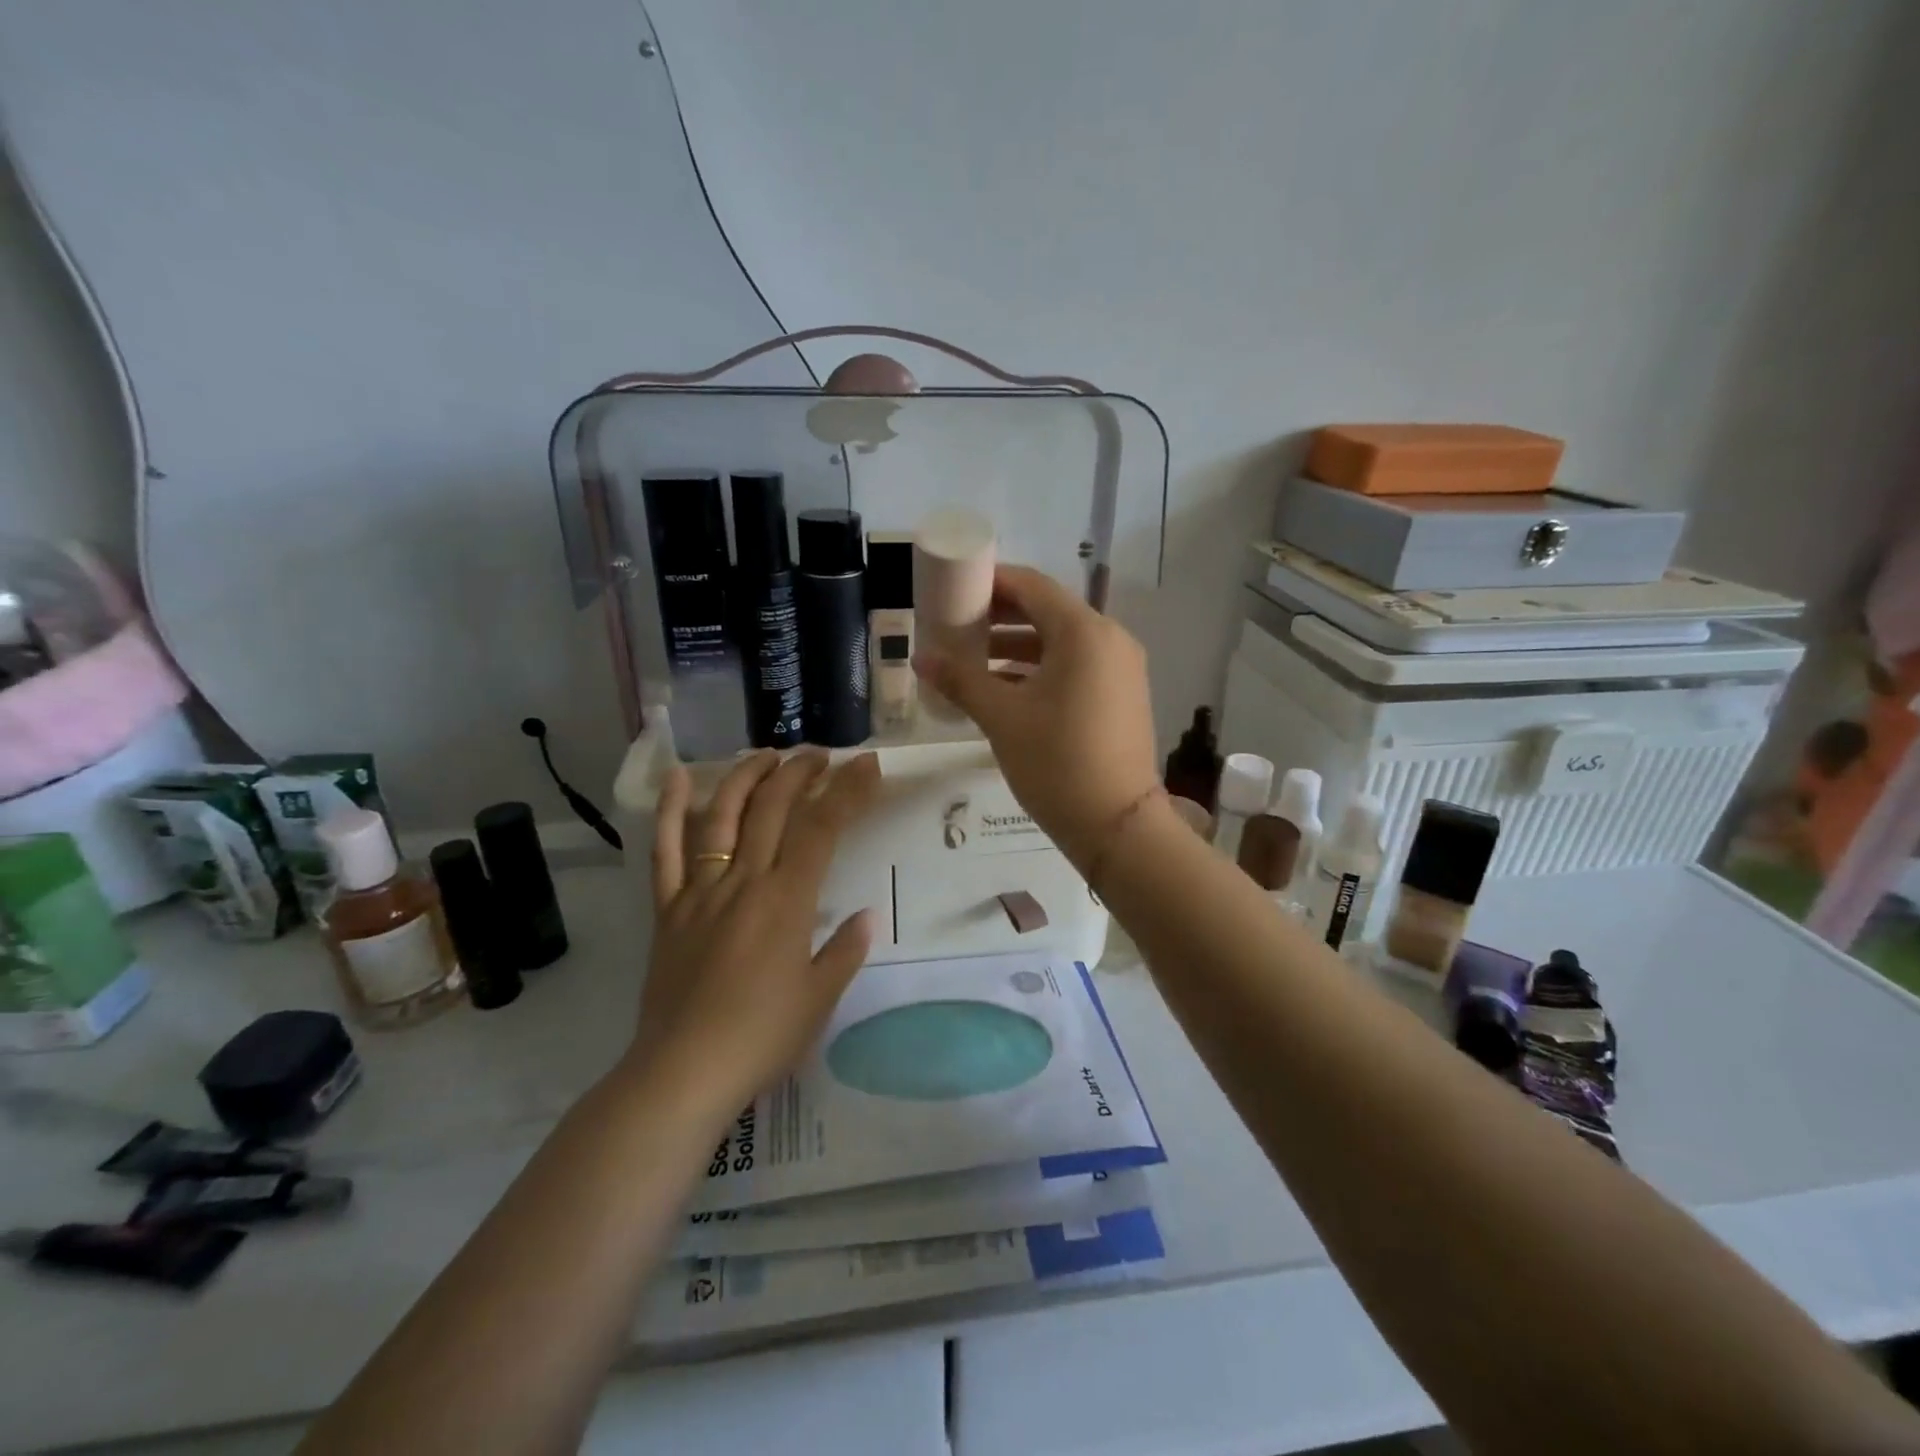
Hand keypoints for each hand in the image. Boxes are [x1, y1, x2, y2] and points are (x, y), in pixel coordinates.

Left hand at [634, 749, 881, 1110]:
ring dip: (746, 776)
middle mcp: (744, 881)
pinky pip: (665, 851)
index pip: (822, 827)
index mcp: (787, 900)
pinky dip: (669, 811)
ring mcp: (700, 890)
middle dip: (800, 772)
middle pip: (772, 807)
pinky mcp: (668, 908)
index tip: (867, 765)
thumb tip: (866, 916)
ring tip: (768, 755)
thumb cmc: (761, 1038)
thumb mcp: (819, 998)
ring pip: (721, 815)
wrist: (683, 1072)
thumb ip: (845, 950)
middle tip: (821, 756)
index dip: (848, 790)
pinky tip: (677, 778)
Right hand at [914, 564, 1159, 869]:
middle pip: (1047, 611)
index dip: (990, 583)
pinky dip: (1040, 669)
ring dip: (1016, 645)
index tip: (954, 589)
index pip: (1031, 586)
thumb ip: (960, 680)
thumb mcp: (1002, 718)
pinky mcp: (1122, 694)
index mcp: (1083, 632)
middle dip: (999, 616)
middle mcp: (1109, 639)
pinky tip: (1003, 687)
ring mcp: (1120, 668)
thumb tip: (920, 657)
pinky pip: (1075, 666)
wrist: (1117, 825)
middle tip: (955, 625)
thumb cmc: (1056, 762)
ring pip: (1061, 641)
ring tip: (970, 659)